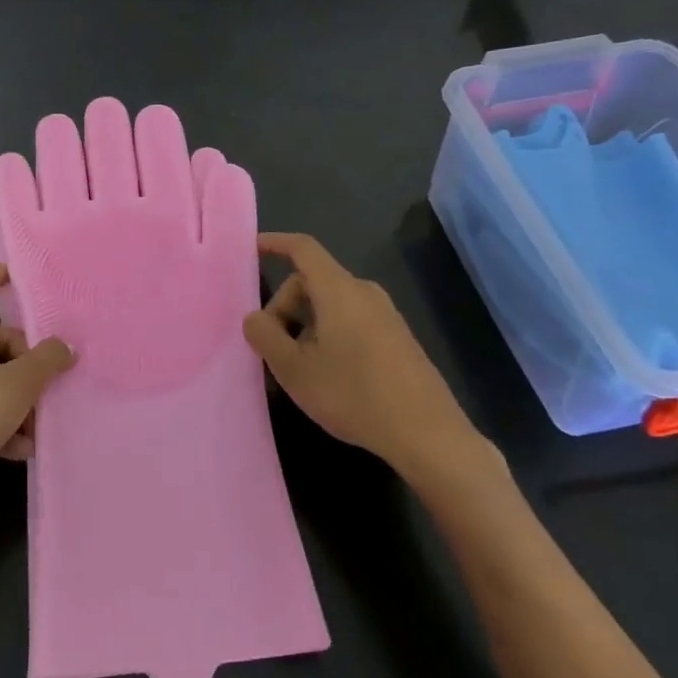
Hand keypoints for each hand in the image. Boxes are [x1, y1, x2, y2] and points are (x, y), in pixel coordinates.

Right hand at [242, 233, 505, 497]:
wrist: (426, 433)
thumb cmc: (353, 394)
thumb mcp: (294, 369)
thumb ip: (265, 336)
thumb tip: (254, 317)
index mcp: (339, 290)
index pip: (303, 249)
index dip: (275, 243)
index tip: (251, 249)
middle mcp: (364, 292)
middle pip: (312, 281)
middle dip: (285, 306)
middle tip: (274, 348)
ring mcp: (386, 314)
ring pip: (331, 304)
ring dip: (306, 325)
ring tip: (300, 367)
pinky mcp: (397, 336)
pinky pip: (351, 320)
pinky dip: (329, 334)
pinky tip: (329, 375)